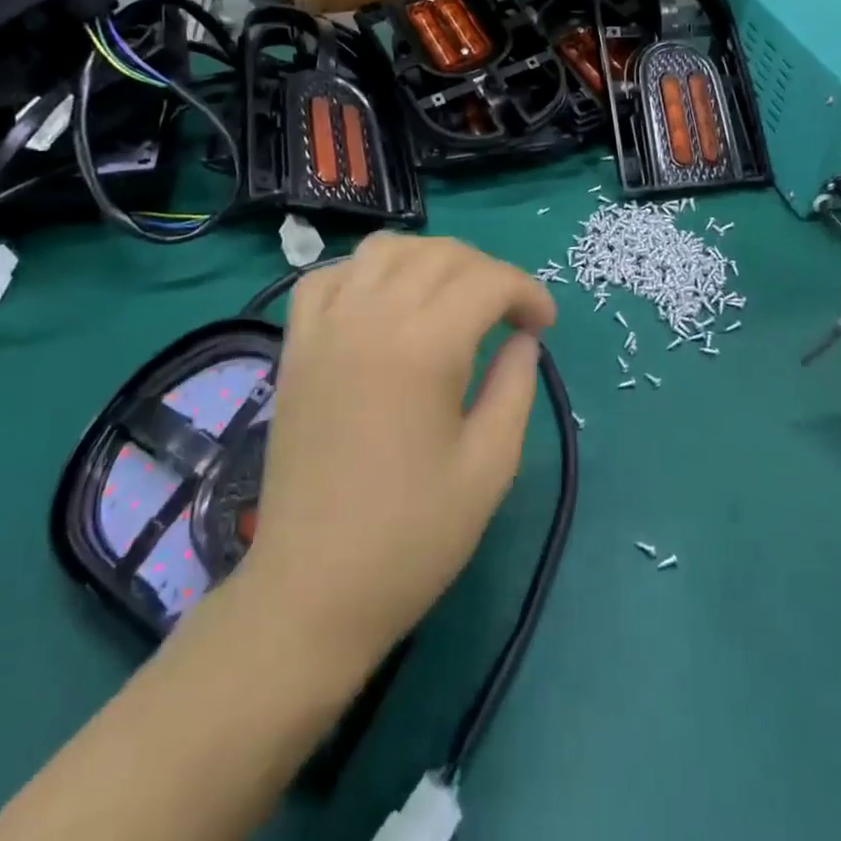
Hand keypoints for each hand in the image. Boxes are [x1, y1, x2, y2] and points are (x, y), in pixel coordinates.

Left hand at [233, 233, 555, 672]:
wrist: (312, 590)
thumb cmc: (411, 537)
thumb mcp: (490, 467)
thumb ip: (515, 387)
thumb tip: (523, 340)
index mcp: (425, 346)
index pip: (488, 281)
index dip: (528, 292)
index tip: (544, 325)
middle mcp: (372, 317)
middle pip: (441, 255)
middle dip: (487, 272)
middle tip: (508, 315)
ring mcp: (326, 327)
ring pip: (384, 250)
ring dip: (429, 260)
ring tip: (450, 299)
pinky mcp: (296, 346)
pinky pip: (328, 277)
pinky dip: (363, 273)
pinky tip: (382, 303)